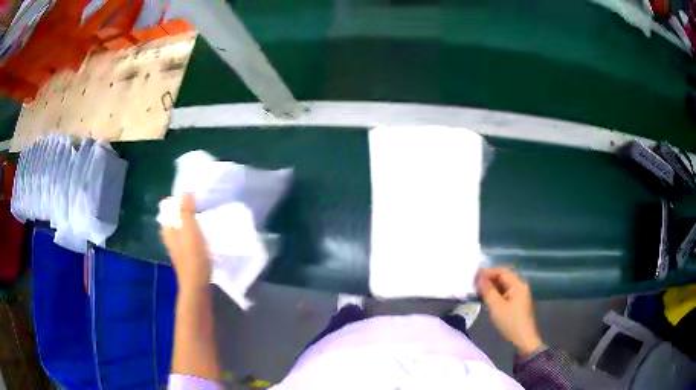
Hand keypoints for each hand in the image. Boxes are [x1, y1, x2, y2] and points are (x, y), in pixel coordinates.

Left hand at [160, 194, 210, 290]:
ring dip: (191, 220)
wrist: (197, 283)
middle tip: (200, 204)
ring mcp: (177, 246)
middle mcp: (169, 236)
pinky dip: (194, 231)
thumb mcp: (189, 229)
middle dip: (185, 209)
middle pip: (175, 217)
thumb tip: (185, 191)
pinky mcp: (186, 254)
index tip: (192, 196)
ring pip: (182, 227)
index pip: (168, 208)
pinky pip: (188, 236)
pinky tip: (204, 232)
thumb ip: (186, 210)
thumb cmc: (192, 255)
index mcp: (167, 229)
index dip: (178, 200)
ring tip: (204, 216)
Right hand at [476, 267, 541, 356]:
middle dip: (488, 279)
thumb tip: (479, 276)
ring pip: (503, 285)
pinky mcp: (517, 302)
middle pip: (503, 277)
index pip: (501, 271)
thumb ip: (487, 290)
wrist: (523, 339)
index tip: (473, 276)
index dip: (487, 272)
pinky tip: (486, 299)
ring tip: (477, 291)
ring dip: (491, 287)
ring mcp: (519, 294)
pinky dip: (495, 293)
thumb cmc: (510, 322)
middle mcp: (520, 286)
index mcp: (518, 284)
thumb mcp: (496, 306)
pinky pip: (505, 293)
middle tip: (473, 284)